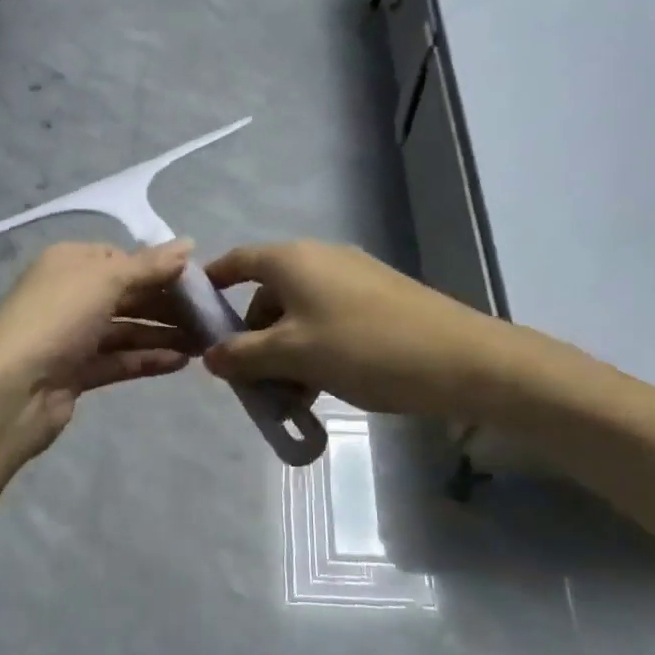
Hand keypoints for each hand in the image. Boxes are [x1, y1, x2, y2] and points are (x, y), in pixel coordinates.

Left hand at [0, 239, 200, 456]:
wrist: (10, 391)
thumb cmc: (57, 319)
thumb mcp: (105, 280)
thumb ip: (149, 265)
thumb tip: (188, 243)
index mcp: (70, 263)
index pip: (122, 258)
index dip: (159, 268)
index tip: (199, 281)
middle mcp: (70, 295)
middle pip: (127, 294)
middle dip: (167, 304)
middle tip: (210, 315)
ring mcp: (72, 336)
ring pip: (126, 329)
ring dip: (163, 333)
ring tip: (204, 342)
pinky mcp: (76, 372)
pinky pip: (119, 359)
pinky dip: (147, 358)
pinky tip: (180, 362)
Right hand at [201, 240, 569, 420]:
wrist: (462, 360)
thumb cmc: (364, 348)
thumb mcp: (293, 356)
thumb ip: (243, 355)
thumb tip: (209, 356)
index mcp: (291, 260)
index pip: (236, 262)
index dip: (211, 286)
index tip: (192, 318)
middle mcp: (318, 258)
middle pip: (266, 294)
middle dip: (252, 337)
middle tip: (248, 381)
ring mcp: (351, 277)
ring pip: (298, 313)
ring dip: (283, 352)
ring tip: (289, 396)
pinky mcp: (376, 299)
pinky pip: (326, 320)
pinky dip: (312, 349)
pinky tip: (320, 387)